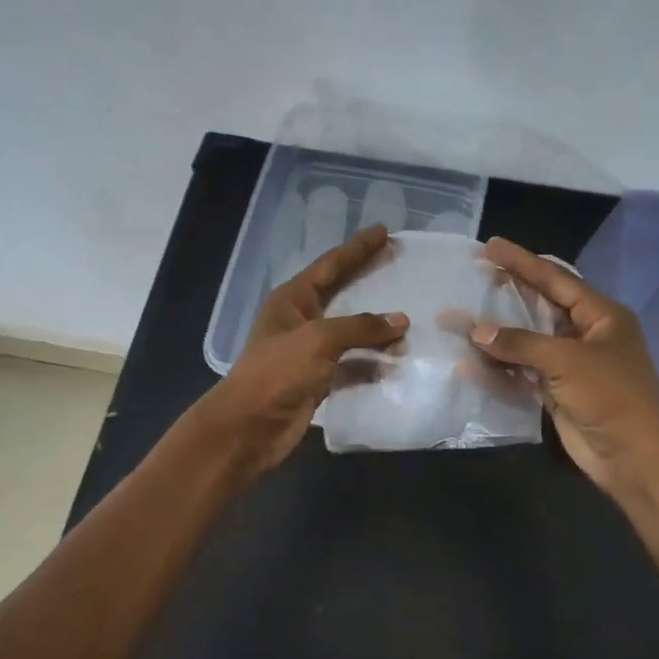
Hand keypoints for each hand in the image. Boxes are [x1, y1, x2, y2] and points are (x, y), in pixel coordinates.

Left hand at [198, 224, 408, 474]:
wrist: (249, 427)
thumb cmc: (277, 373)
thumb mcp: (318, 340)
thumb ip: (360, 327)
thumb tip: (401, 320)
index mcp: (292, 300)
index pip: (330, 265)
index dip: (357, 248)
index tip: (384, 231)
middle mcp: (301, 320)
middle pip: (341, 292)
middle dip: (368, 278)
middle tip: (398, 261)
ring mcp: (310, 351)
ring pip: (350, 331)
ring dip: (376, 327)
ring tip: (409, 317)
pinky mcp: (319, 379)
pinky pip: (353, 363)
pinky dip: (373, 362)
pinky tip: (397, 360)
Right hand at [471, 238, 658, 499]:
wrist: (634, 457)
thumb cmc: (610, 396)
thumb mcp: (567, 360)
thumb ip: (520, 342)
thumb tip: (475, 330)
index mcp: (601, 315)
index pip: (555, 279)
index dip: (522, 262)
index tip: (490, 246)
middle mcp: (585, 334)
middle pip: (539, 306)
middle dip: (506, 294)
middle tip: (473, 276)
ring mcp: (570, 365)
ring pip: (526, 341)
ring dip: (495, 335)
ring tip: (458, 321)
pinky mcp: (556, 392)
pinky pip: (521, 372)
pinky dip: (498, 369)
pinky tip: (468, 364)